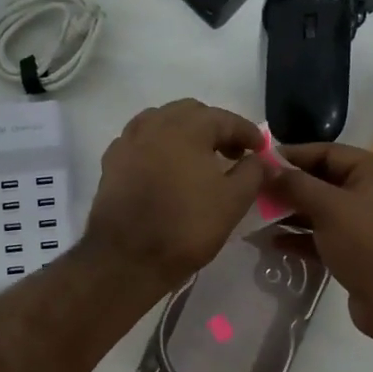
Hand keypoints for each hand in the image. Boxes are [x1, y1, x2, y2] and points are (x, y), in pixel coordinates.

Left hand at [86, 100, 265, 291]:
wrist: (128, 258)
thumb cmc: (187, 227)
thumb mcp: (233, 201)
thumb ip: (253, 173)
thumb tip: (260, 159)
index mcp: (187, 128)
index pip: (225, 119)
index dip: (247, 132)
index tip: (260, 149)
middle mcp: (154, 124)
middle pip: (190, 113)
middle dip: (215, 128)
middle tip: (231, 153)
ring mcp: (128, 142)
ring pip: (161, 123)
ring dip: (184, 133)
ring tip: (197, 159)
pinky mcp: (111, 163)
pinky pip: (140, 142)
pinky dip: (158, 147)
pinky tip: (165, 169)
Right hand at [269, 143, 372, 342]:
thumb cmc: (367, 243)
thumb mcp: (329, 207)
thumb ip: (296, 185)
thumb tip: (266, 170)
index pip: (328, 152)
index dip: (293, 156)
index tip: (259, 162)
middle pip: (324, 182)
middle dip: (290, 188)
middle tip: (254, 192)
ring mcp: (368, 225)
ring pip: (323, 211)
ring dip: (292, 214)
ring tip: (257, 217)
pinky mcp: (359, 253)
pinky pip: (325, 237)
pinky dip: (302, 238)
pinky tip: (274, 243)